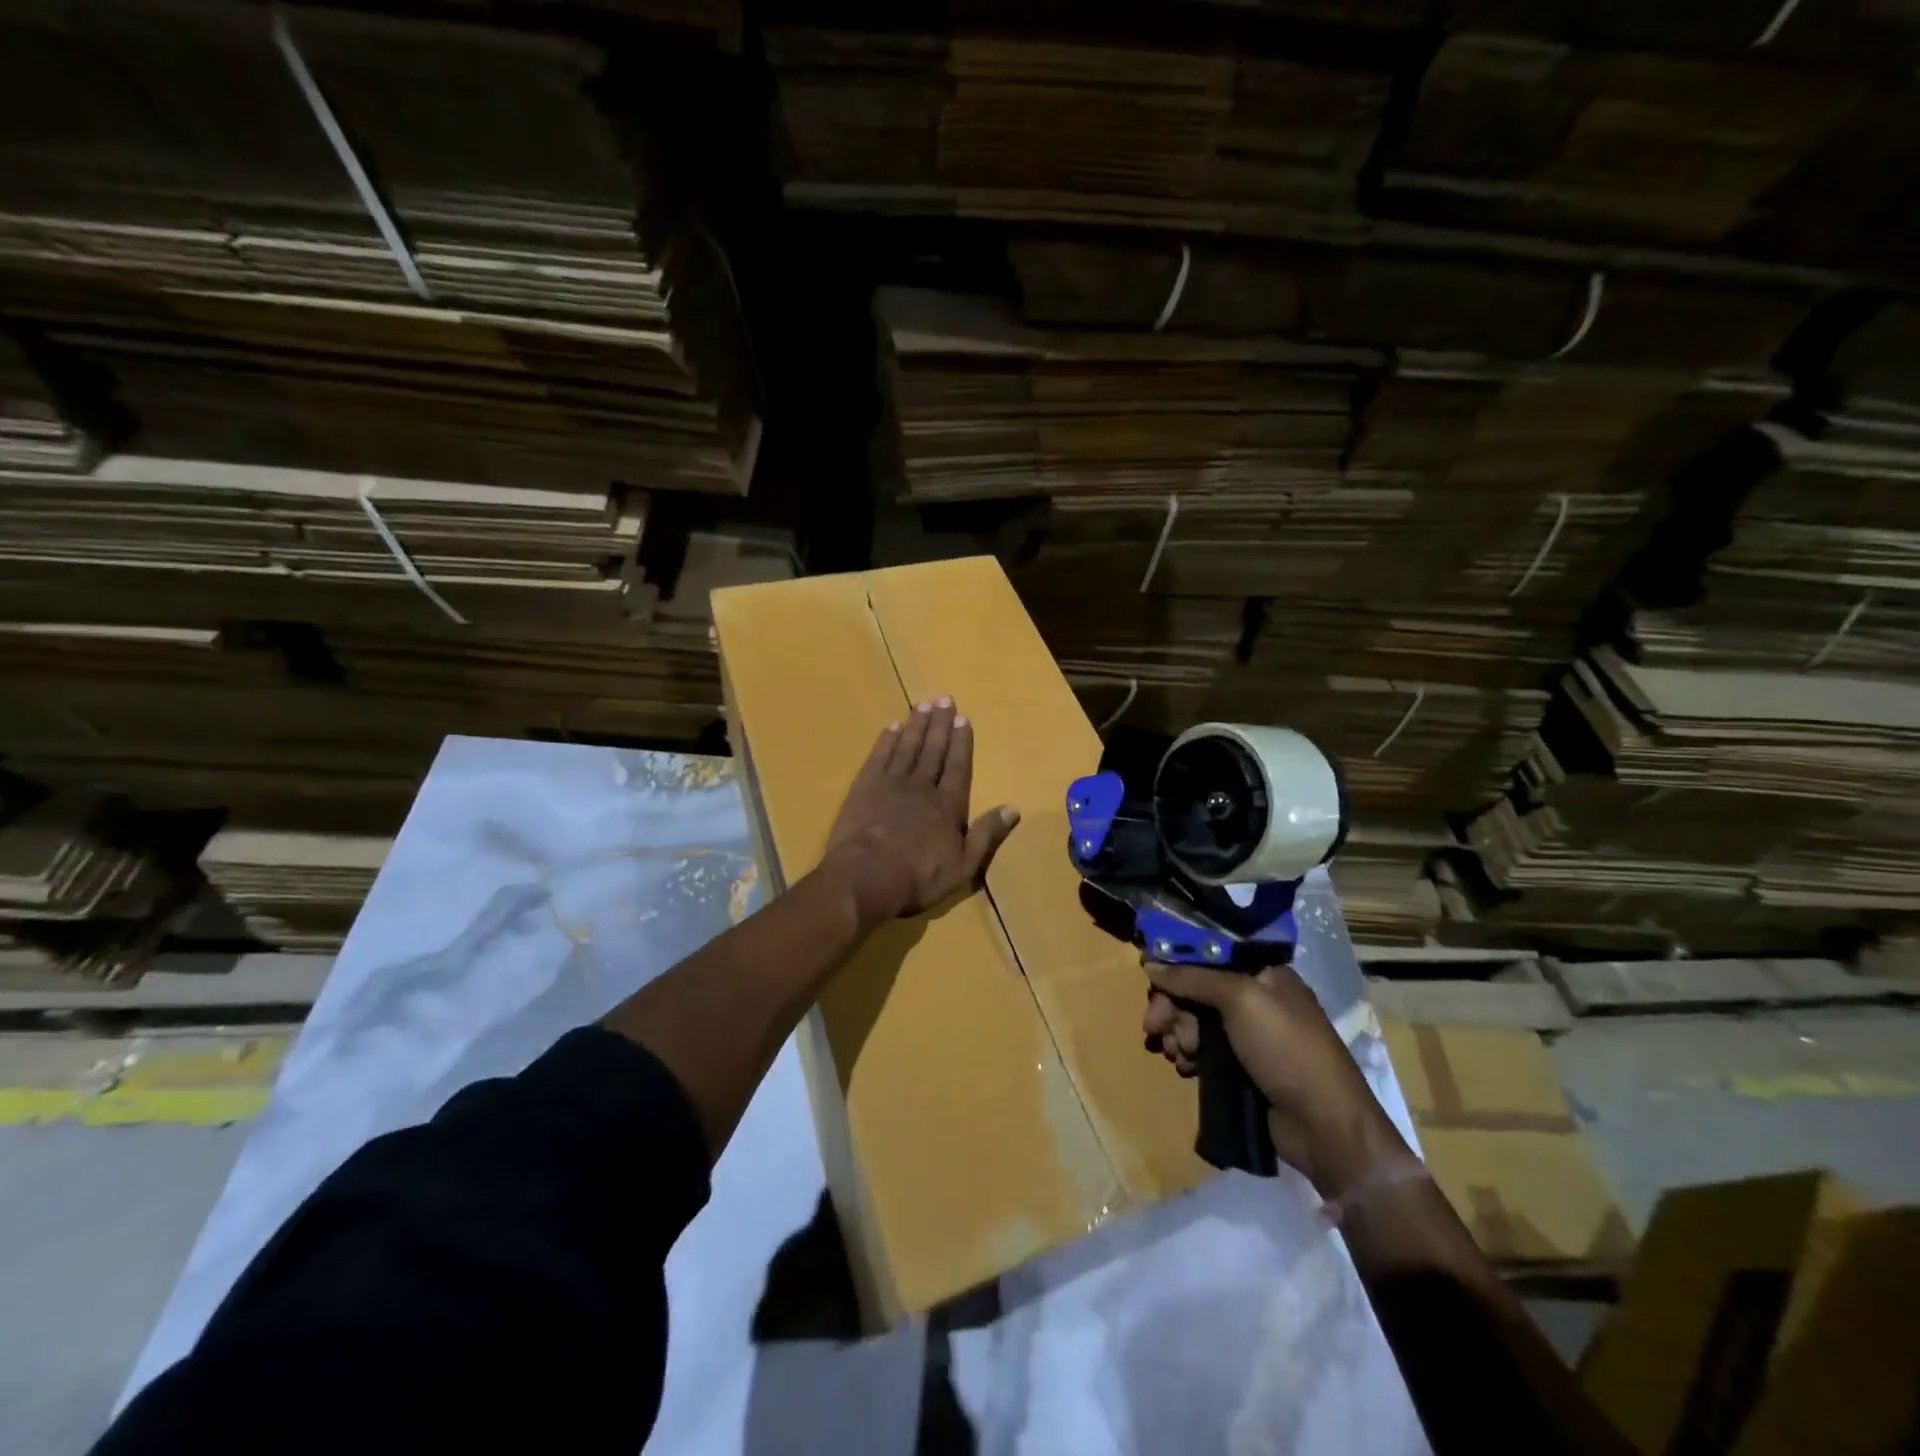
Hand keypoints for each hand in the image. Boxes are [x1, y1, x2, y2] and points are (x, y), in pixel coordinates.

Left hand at [824, 698, 1020, 925]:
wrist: (867, 876)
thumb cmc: (919, 877)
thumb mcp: (964, 865)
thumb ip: (987, 834)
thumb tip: (1013, 808)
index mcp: (948, 805)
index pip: (958, 767)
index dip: (961, 742)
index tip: (962, 718)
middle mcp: (922, 787)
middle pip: (933, 750)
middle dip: (939, 725)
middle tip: (944, 699)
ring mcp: (891, 784)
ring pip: (907, 747)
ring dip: (916, 725)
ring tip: (922, 705)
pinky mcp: (864, 788)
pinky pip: (879, 757)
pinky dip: (886, 741)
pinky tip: (892, 727)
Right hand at [1144, 961, 1410, 1196]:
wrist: (1325, 1126)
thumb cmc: (1287, 1050)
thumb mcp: (1241, 1000)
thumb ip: (1193, 978)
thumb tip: (1150, 963)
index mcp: (1263, 972)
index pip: (1209, 954)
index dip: (1177, 963)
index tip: (1151, 978)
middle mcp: (1255, 997)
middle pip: (1196, 988)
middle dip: (1172, 1006)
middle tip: (1155, 1026)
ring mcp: (1248, 1034)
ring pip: (1194, 1020)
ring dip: (1177, 1033)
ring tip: (1180, 1054)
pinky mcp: (1240, 1066)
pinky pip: (1202, 1049)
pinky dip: (1188, 1054)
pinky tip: (1186, 1067)